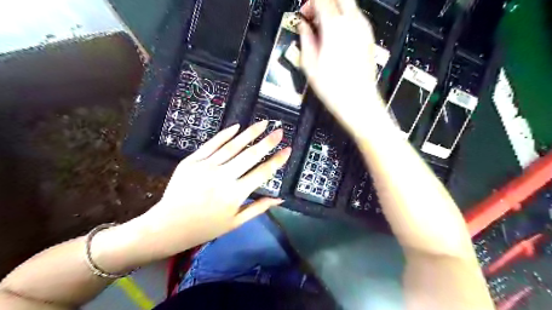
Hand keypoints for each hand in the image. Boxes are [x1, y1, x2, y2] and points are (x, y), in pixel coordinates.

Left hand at [119, 121, 290, 261]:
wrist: (167, 226)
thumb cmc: (205, 227)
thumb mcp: (235, 223)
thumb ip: (259, 208)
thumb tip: (280, 198)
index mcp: (235, 194)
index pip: (263, 172)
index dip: (277, 160)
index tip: (287, 149)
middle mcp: (223, 177)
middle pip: (250, 154)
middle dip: (267, 141)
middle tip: (279, 130)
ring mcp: (206, 166)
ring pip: (233, 145)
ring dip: (249, 133)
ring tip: (263, 123)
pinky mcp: (192, 161)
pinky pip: (212, 144)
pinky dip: (225, 134)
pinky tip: (237, 126)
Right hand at [298, 0, 384, 131]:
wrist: (358, 102)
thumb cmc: (336, 89)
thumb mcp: (310, 65)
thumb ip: (306, 40)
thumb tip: (303, 28)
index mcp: (335, 28)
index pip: (321, 0)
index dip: (310, 3)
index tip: (304, 11)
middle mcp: (352, 24)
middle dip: (324, 1)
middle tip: (313, 13)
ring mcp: (363, 30)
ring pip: (349, 4)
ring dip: (334, 8)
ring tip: (323, 27)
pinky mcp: (369, 39)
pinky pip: (356, 18)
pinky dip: (344, 19)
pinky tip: (335, 36)